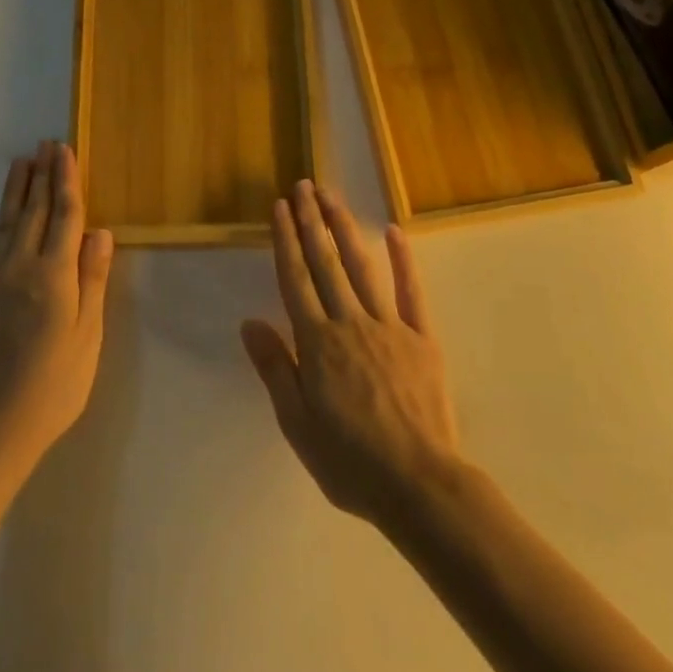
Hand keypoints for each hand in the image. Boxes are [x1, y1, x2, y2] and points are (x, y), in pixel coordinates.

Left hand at [0, 141, 113, 479]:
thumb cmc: (55, 385)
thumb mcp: (88, 336)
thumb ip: (92, 280)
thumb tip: (100, 232)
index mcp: (55, 275)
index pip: (65, 215)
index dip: (66, 180)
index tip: (64, 151)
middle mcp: (20, 267)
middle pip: (33, 212)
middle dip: (41, 176)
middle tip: (44, 145)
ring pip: (3, 225)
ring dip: (12, 193)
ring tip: (19, 164)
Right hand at [241, 180, 462, 528]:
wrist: (418, 485)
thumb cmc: (349, 460)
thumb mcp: (297, 423)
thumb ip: (275, 368)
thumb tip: (250, 322)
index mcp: (317, 342)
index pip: (296, 279)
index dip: (286, 240)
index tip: (279, 207)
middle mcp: (350, 322)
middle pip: (326, 262)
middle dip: (311, 221)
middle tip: (303, 186)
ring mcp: (390, 326)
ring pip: (362, 266)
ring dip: (345, 228)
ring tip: (332, 197)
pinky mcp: (422, 337)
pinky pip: (411, 291)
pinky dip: (402, 259)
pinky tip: (393, 231)